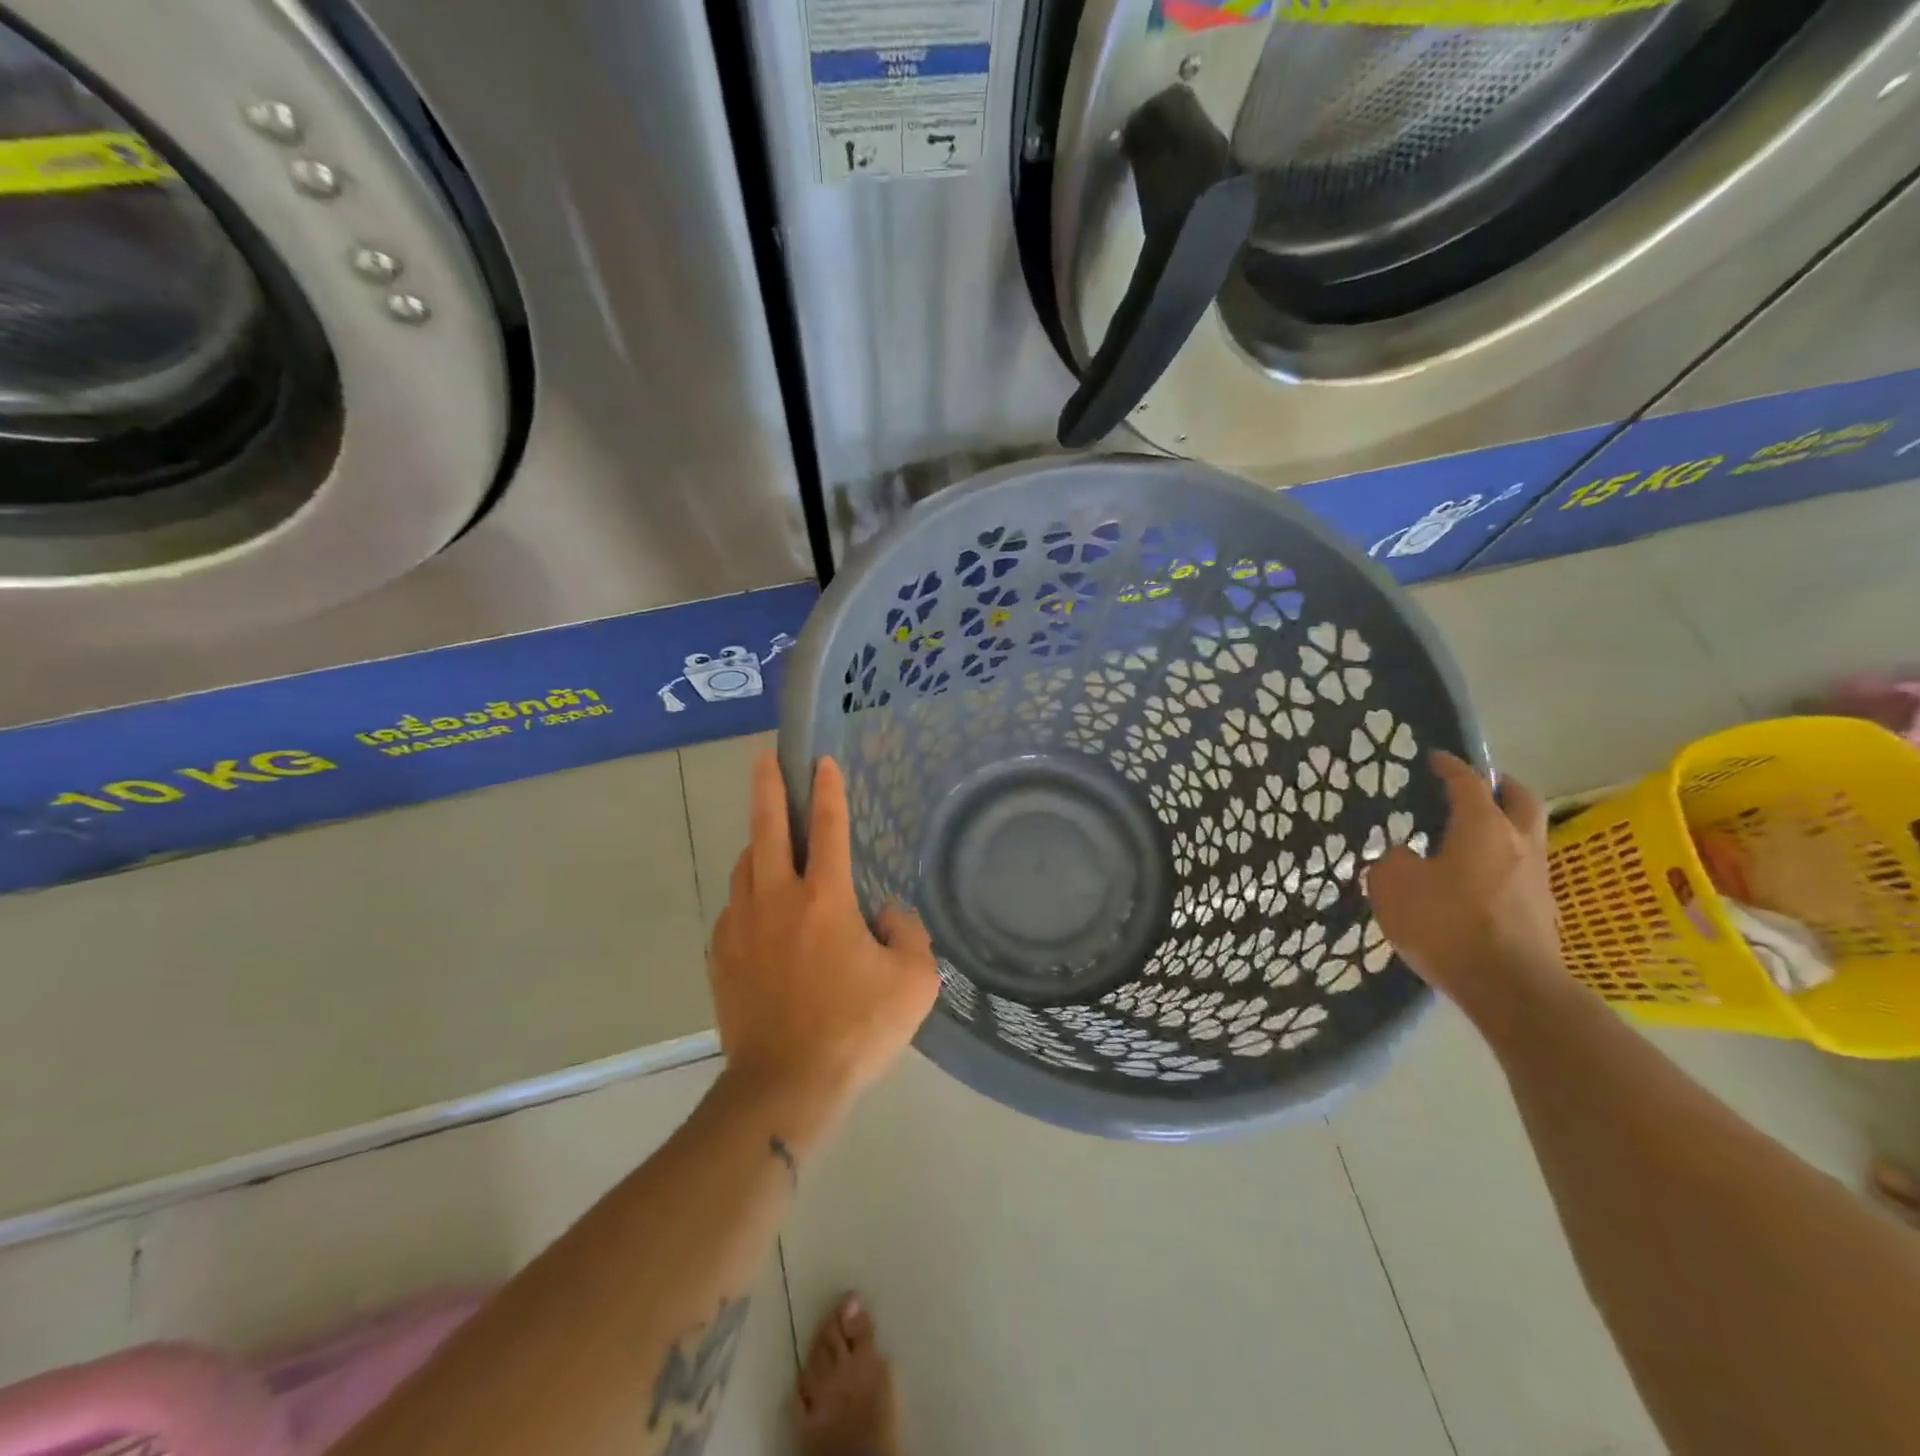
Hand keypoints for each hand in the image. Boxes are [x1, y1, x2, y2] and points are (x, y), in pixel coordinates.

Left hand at [709, 755, 939, 1139]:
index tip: (821, 761)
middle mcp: (777, 899)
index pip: (829, 828)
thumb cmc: (855, 1030)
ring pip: (745, 866)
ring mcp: (741, 927)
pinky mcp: (721, 956)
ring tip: (769, 838)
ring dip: (757, 843)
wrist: (783, 1086)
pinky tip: (760, 909)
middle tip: (764, 759)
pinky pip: (734, 908)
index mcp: (825, 899)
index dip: (828, 790)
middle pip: (767, 828)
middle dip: (768, 787)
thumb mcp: (913, 983)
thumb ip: (909, 935)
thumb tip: (886, 915)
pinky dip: (748, 894)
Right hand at [1362, 751, 1567, 1027]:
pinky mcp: (1543, 912)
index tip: (1435, 758)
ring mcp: (1538, 879)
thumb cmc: (1447, 923)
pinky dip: (1502, 863)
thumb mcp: (1394, 886)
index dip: (1450, 766)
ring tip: (1470, 836)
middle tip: (1474, 786)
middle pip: (1519, 798)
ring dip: (1504, 826)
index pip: (1467, 782)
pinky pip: (1522, 871)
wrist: (1510, 988)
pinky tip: (1476, 881)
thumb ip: (1393, 862)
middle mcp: (1519, 843)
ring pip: (1527, 835)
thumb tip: (1404, 856)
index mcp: (1482, 827)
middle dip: (1498, 786)